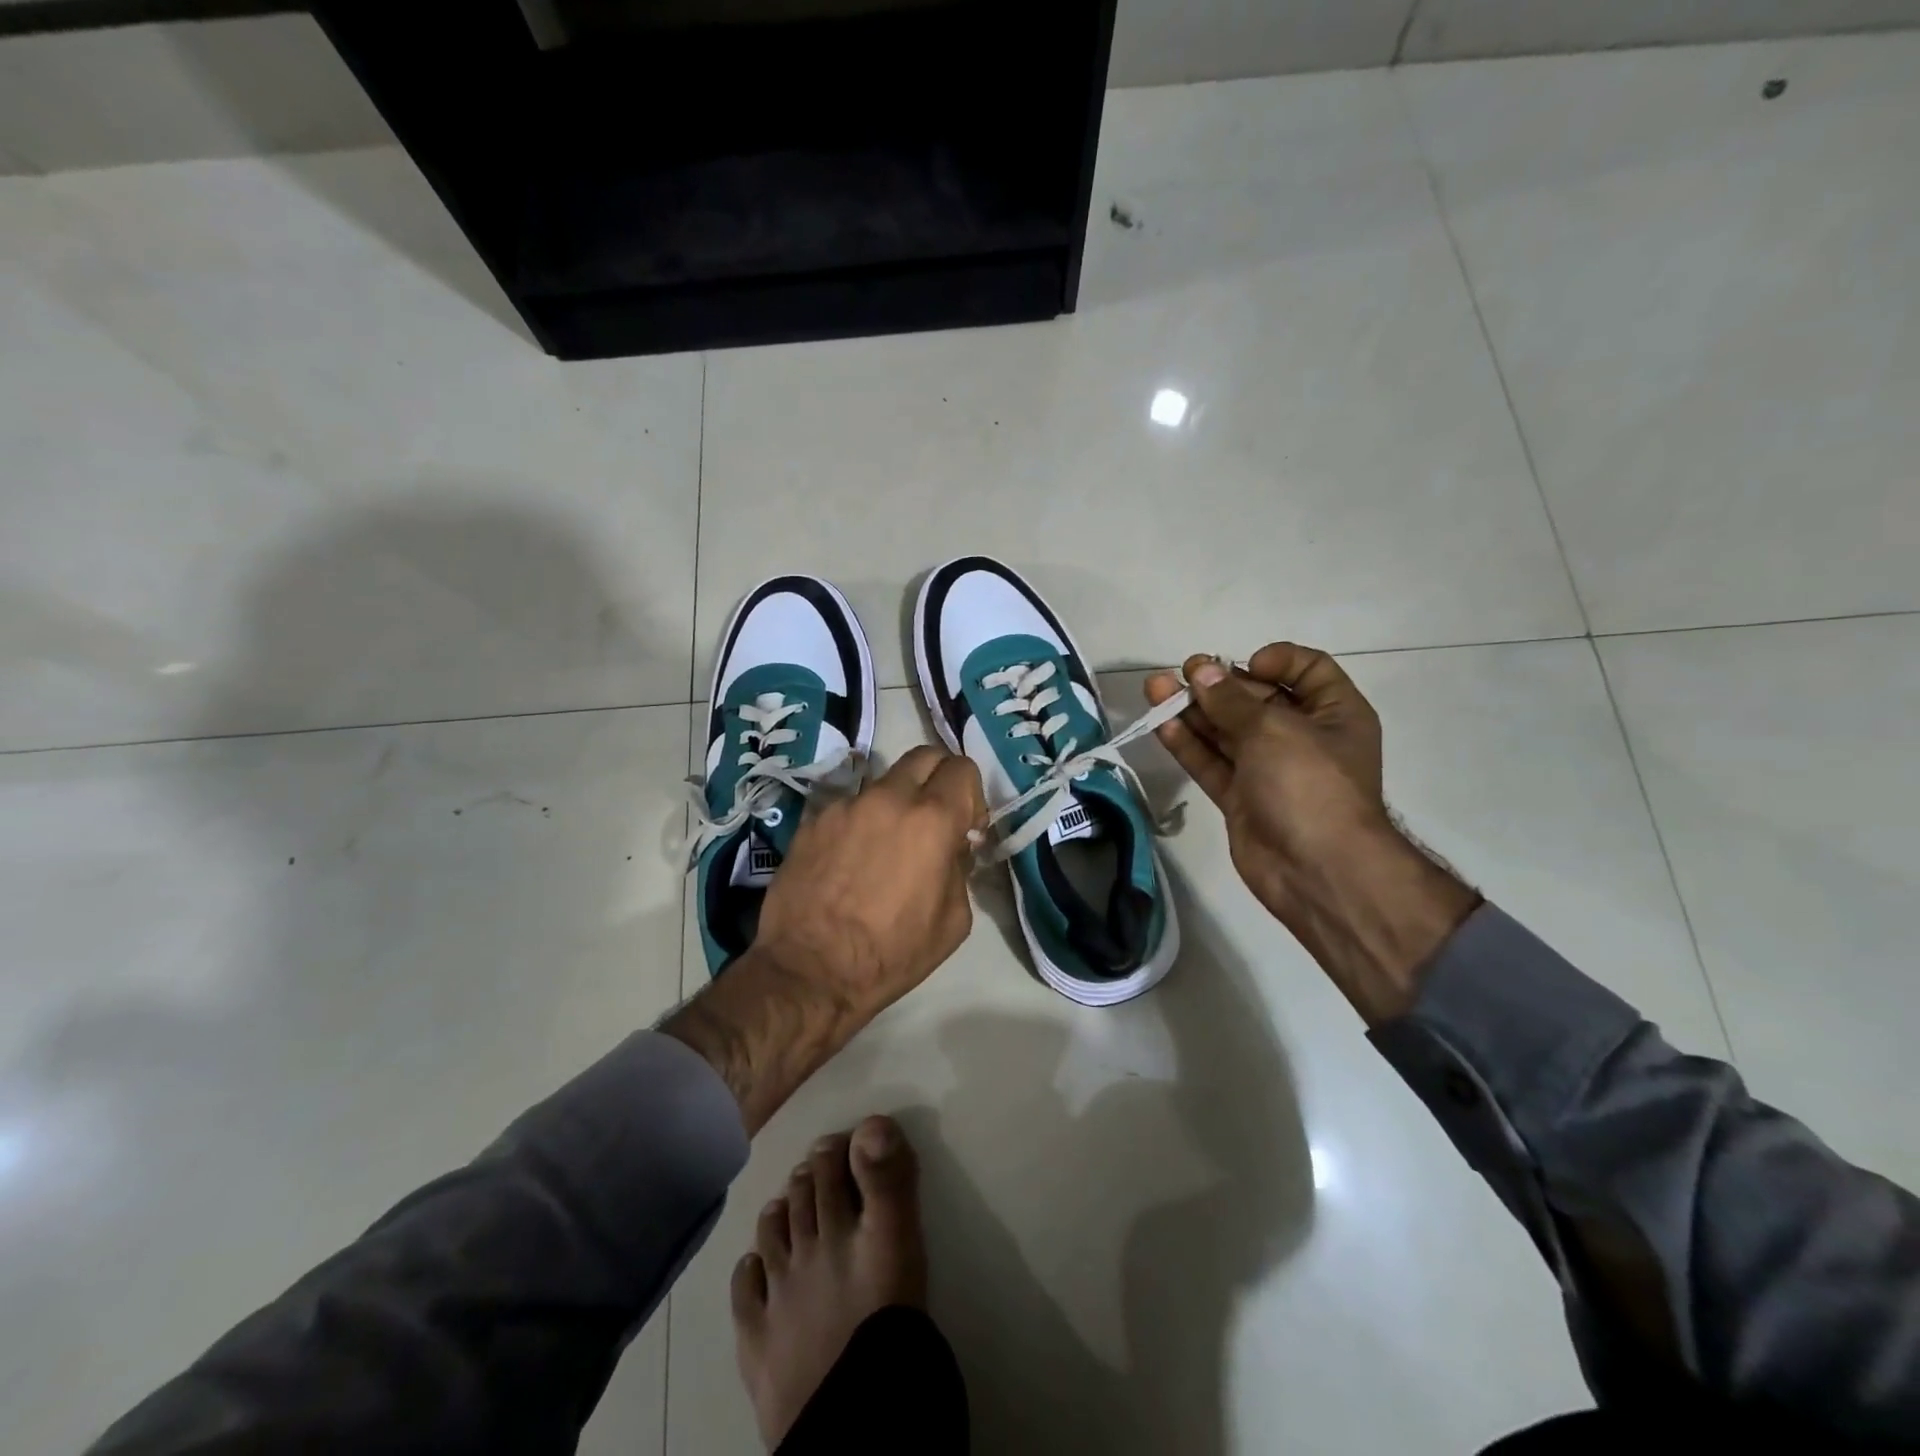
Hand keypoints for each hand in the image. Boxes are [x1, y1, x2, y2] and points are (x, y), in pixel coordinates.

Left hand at [664, 747, 985, 1131]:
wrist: (810, 971)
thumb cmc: (892, 953)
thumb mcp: (954, 920)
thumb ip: (961, 869)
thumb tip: (954, 846)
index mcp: (931, 819)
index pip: (962, 768)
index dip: (971, 793)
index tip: (966, 826)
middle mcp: (888, 798)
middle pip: (923, 756)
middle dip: (937, 778)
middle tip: (934, 817)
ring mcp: (845, 805)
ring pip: (883, 783)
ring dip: (896, 804)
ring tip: (885, 846)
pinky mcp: (812, 820)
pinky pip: (848, 807)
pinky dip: (860, 823)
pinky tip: (850, 861)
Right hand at [1145, 646, 1477, 1024]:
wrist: (1316, 870)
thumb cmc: (1310, 784)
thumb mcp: (1273, 730)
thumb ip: (1232, 700)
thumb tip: (1202, 671)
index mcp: (1334, 714)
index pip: (1308, 671)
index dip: (1277, 660)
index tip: (1245, 664)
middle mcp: (1303, 737)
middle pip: (1257, 700)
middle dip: (1220, 684)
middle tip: (1184, 672)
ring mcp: (1269, 770)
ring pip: (1226, 731)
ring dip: (1193, 710)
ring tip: (1156, 688)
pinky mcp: (1240, 797)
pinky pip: (1212, 762)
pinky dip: (1188, 744)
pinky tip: (1162, 724)